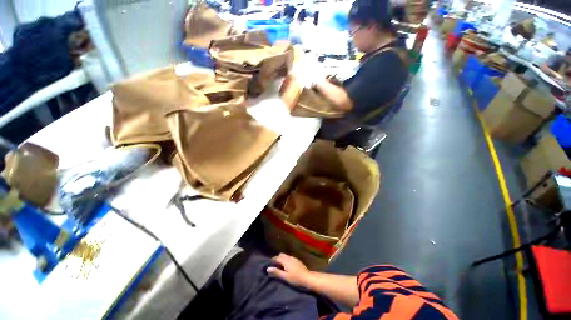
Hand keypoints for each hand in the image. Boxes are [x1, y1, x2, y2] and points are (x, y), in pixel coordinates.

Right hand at [266, 253, 310, 287]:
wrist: (307, 278)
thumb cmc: (295, 278)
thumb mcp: (285, 277)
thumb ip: (276, 272)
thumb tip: (268, 268)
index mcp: (285, 260)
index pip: (277, 258)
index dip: (272, 260)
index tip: (269, 264)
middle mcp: (289, 257)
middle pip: (281, 255)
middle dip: (277, 258)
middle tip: (274, 265)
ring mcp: (294, 258)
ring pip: (285, 256)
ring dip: (282, 259)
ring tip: (279, 266)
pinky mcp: (297, 260)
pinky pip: (289, 257)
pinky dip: (286, 260)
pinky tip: (287, 266)